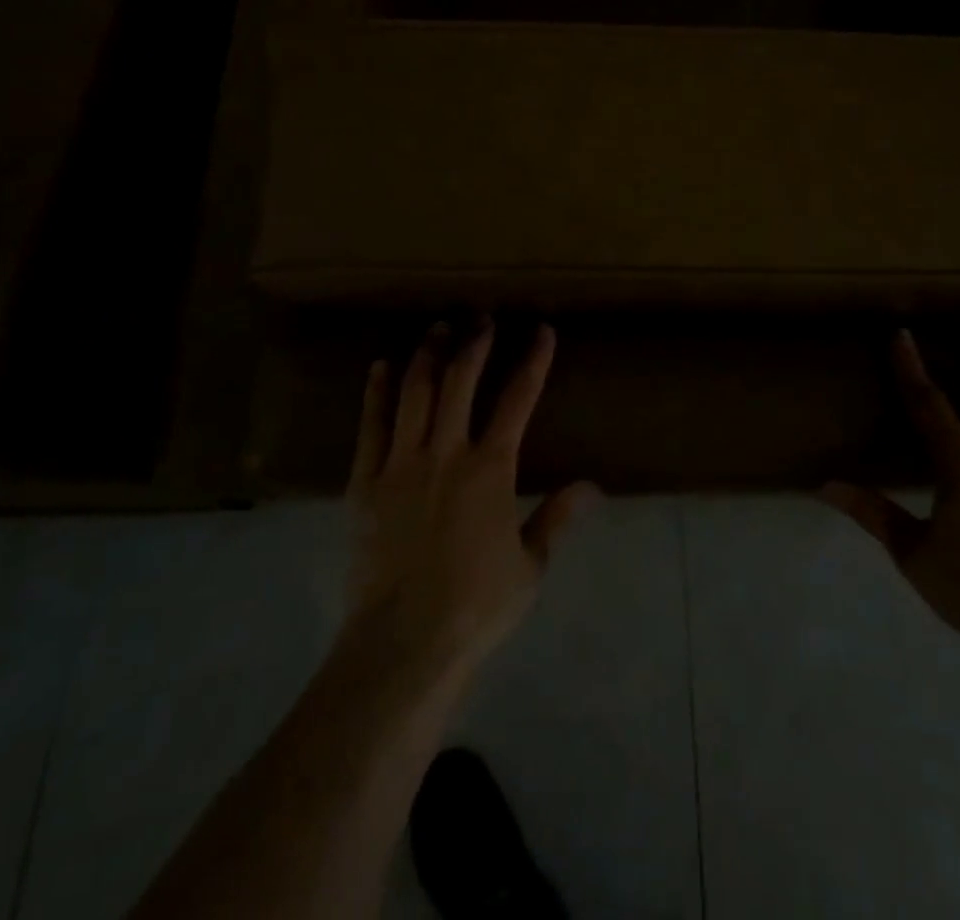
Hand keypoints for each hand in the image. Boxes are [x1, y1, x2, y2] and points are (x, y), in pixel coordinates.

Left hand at [344, 320, 597, 690]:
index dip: (533, 361)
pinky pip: (371, 425)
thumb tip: (594, 486)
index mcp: (491, 469)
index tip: (541, 331)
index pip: (518, 400)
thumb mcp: (530, 565)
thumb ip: (557, 517)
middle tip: (482, 317)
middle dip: (475, 343)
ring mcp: (402, 462)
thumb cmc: (476, 605)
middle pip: (461, 381)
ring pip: (415, 392)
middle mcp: (447, 452)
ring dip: (429, 355)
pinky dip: (376, 392)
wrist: (404, 641)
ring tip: (437, 328)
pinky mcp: (365, 481)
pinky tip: (381, 366)